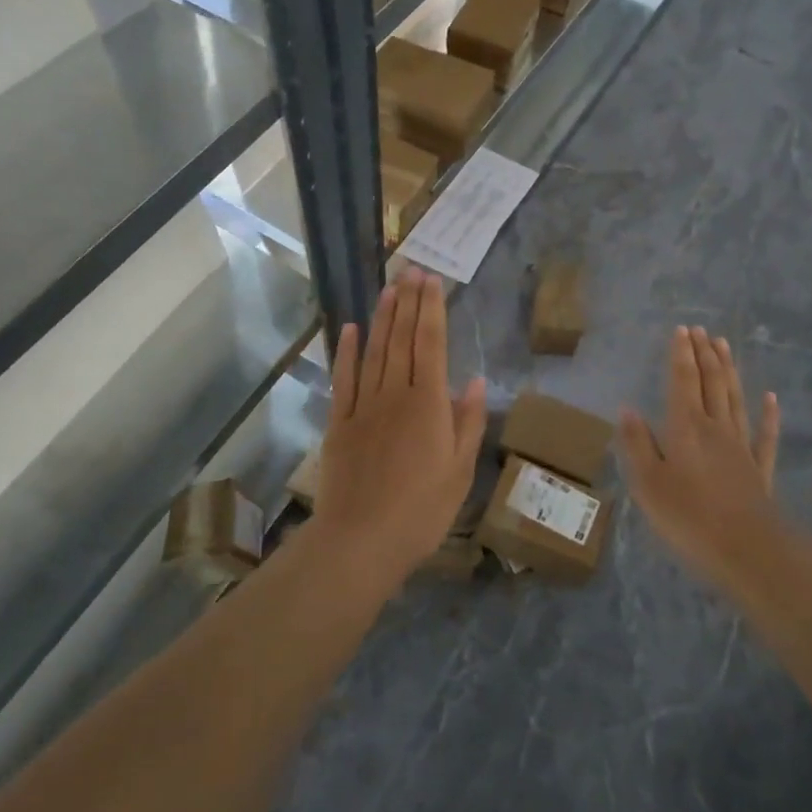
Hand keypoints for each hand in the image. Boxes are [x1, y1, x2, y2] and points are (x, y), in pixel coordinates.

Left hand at [313, 268, 487, 588]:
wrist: (361, 542)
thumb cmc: (421, 511)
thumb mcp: (460, 471)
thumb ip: (467, 422)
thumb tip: (473, 380)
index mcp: (428, 404)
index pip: (430, 344)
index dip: (431, 309)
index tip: (432, 280)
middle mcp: (395, 394)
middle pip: (401, 339)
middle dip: (408, 302)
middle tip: (411, 269)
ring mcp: (362, 406)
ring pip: (374, 351)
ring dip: (382, 317)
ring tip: (389, 288)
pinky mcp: (339, 423)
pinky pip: (343, 379)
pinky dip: (346, 351)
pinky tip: (350, 329)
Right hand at [619, 326, 780, 589]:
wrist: (749, 551)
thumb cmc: (689, 518)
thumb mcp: (648, 484)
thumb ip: (637, 444)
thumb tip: (627, 409)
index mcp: (686, 427)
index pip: (683, 381)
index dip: (682, 354)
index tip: (682, 329)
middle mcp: (715, 427)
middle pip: (711, 382)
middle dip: (704, 353)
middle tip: (701, 329)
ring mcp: (741, 446)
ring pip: (735, 398)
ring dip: (729, 370)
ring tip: (724, 345)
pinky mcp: (759, 468)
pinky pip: (765, 434)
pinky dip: (768, 413)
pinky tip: (771, 397)